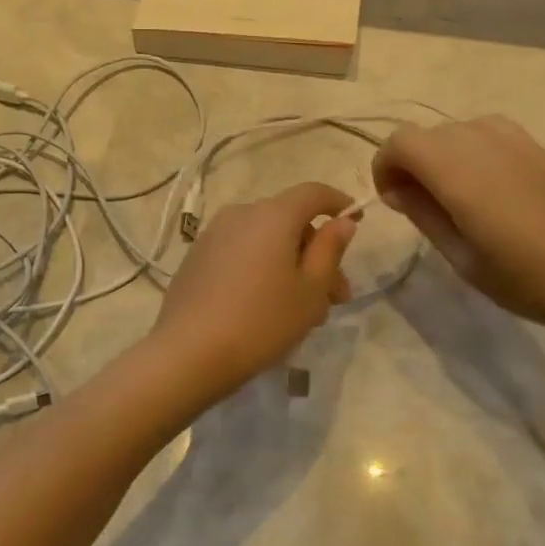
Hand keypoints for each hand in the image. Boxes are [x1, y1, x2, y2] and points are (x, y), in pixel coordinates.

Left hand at [152, 182, 356, 401]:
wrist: (188, 353)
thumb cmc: (262, 321)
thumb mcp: (310, 290)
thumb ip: (330, 250)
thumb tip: (341, 222)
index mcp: (272, 215)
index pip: (313, 192)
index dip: (338, 203)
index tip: (355, 221)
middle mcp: (241, 214)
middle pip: (290, 221)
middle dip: (317, 253)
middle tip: (336, 297)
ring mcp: (213, 236)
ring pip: (265, 241)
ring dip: (291, 266)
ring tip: (304, 312)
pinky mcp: (196, 259)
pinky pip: (241, 253)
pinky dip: (262, 269)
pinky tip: (267, 308)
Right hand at [372, 116, 544, 338]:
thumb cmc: (525, 279)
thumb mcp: (461, 257)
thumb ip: (423, 214)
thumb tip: (397, 189)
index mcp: (459, 172)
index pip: (401, 142)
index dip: (385, 167)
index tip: (392, 201)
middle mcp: (483, 143)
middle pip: (425, 134)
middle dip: (410, 163)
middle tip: (418, 206)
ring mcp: (514, 140)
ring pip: (455, 130)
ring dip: (440, 155)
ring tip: (452, 195)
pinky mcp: (536, 147)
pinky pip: (486, 132)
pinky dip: (469, 150)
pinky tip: (485, 186)